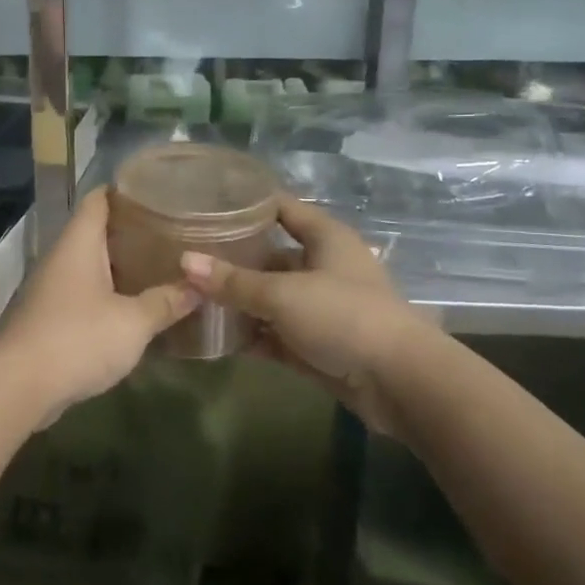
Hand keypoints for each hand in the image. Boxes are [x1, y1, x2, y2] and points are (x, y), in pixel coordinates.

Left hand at [0, 188, 197, 418]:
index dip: (126, 190)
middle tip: (172, 232)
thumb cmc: (77, 338)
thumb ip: (166, 302)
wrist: (17, 386)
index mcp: (79, 242)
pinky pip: (85, 293)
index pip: (99, 198)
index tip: (158, 191)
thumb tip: (199, 286)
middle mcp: (63, 257)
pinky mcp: (50, 317)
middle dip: (132, 231)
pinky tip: (135, 306)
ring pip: (91, 264)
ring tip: (160, 266)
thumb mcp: (133, 322)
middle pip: (97, 231)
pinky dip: (109, 294)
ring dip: (121, 266)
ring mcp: (53, 288)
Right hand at [180, 195, 433, 433]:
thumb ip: (233, 282)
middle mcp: (324, 266)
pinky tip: (217, 336)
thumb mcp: (283, 294)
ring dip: (240, 300)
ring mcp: (322, 307)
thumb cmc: (343, 316)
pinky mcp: (318, 344)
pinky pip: (277, 333)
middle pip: (272, 254)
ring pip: (272, 297)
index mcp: (325, 238)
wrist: (400, 382)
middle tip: (188, 255)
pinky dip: (253, 334)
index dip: (248, 203)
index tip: (208, 202)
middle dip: (235, 258)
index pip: (281, 207)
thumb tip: (185, 262)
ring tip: (193, 296)